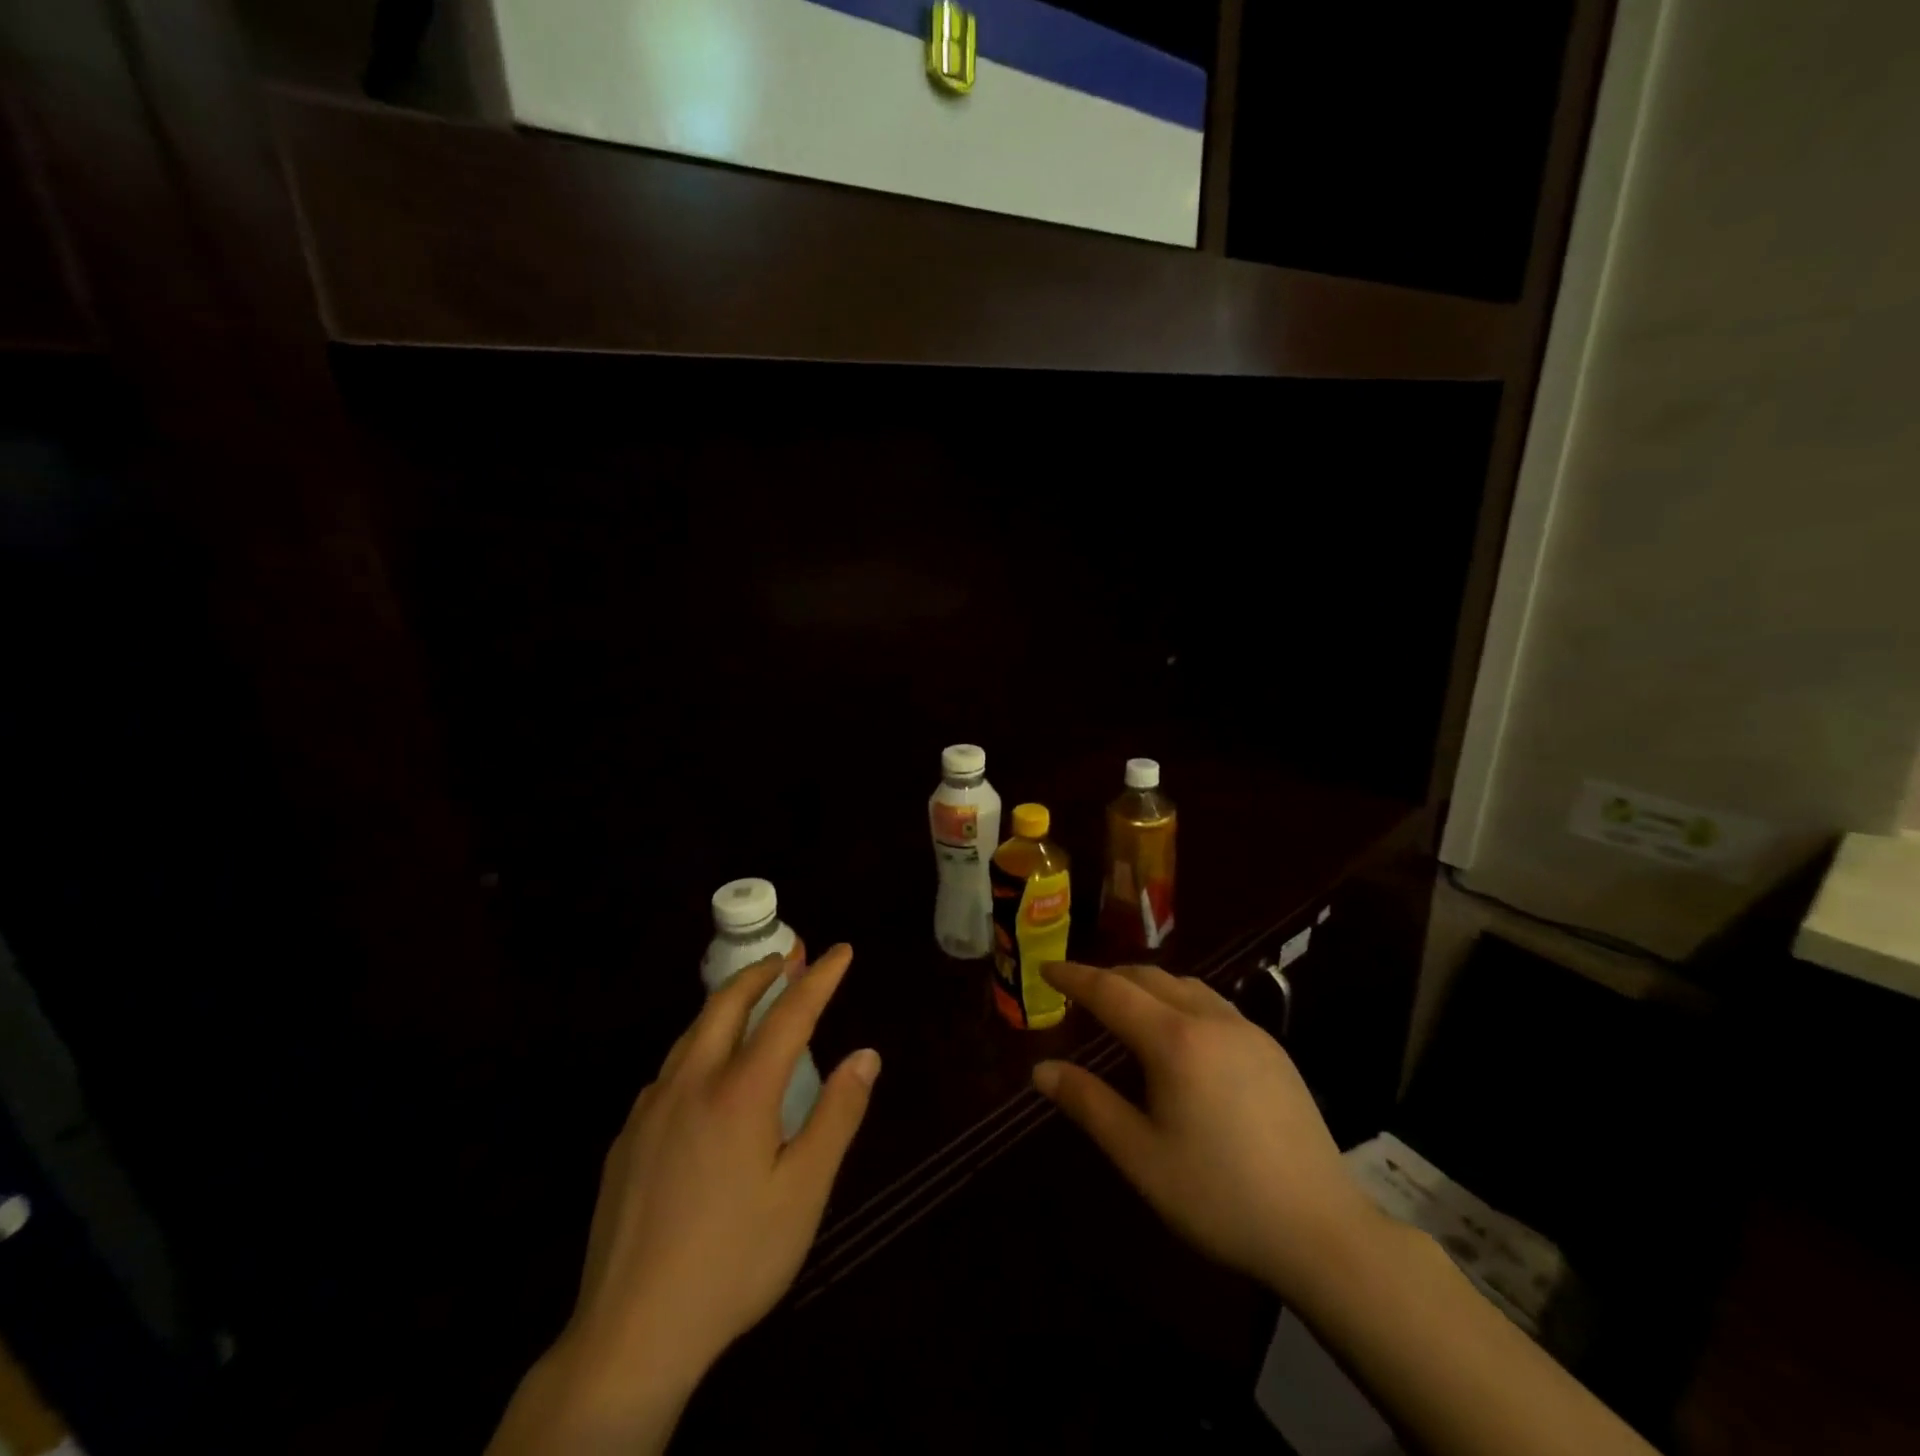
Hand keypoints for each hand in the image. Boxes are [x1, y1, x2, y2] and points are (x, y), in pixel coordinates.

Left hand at [489, 944, 878, 1454]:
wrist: (629, 1334)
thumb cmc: (734, 1259)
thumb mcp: (804, 1192)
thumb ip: (837, 1116)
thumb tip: (866, 1056)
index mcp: (741, 1091)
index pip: (789, 1014)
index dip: (819, 978)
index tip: (841, 951)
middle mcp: (692, 1083)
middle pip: (727, 1004)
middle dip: (762, 972)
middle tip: (790, 956)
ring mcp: (651, 1109)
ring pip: (691, 1032)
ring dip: (727, 1003)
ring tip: (752, 998)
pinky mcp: (626, 1139)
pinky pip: (670, 1070)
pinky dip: (698, 1046)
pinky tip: (705, 1074)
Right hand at [1031, 962, 1377, 1301]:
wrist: (1322, 1230)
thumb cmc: (1219, 1196)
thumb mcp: (1140, 1156)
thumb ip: (1088, 1104)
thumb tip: (1041, 1069)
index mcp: (1175, 1040)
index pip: (1111, 991)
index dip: (1075, 977)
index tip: (1046, 968)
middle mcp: (1211, 1019)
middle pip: (1149, 977)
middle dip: (1109, 976)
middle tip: (1078, 990)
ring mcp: (1248, 1031)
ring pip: (1185, 985)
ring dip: (1146, 984)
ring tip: (1123, 1004)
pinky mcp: (1272, 1049)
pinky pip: (1213, 1003)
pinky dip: (1180, 999)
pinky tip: (1179, 1031)